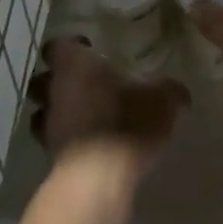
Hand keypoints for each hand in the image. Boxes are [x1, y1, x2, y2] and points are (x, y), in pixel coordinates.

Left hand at [27, 36, 188, 178]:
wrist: (98, 177)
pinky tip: (84, 146)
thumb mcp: (162, 101)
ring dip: (55, 111)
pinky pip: (51, 140)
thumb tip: (180, 92)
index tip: (90, 53)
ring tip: (81, 117)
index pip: (57, 45)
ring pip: (42, 110)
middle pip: (43, 77)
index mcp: (74, 64)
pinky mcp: (48, 154)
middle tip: (84, 86)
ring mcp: (47, 122)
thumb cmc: (127, 123)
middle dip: (57, 80)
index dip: (71, 47)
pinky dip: (63, 140)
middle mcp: (54, 88)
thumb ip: (170, 92)